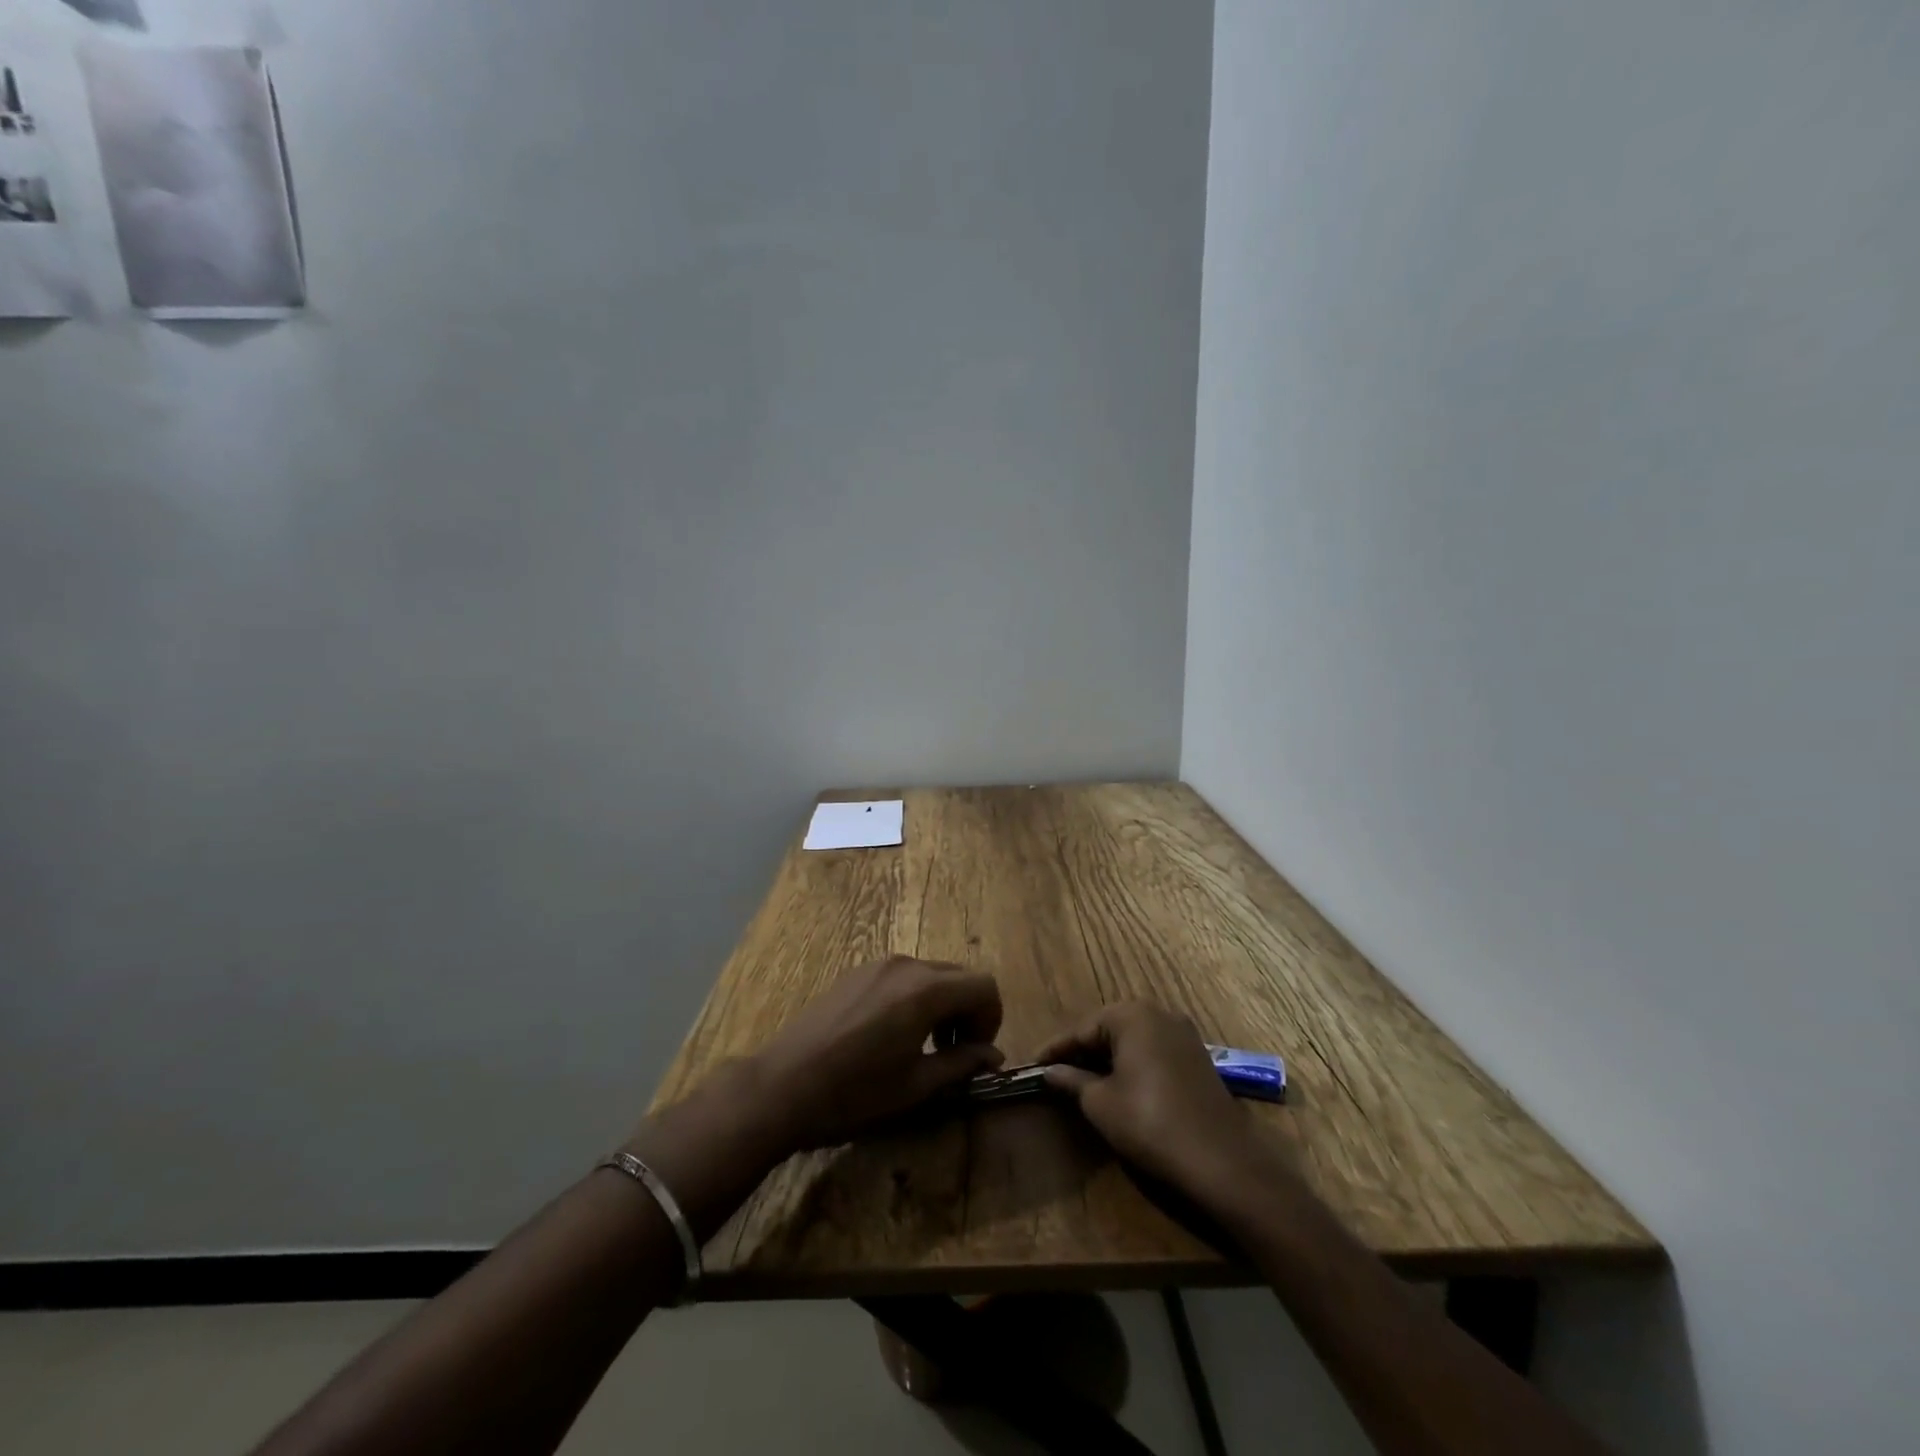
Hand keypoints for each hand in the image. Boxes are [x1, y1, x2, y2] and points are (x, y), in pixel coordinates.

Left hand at [751, 956, 1004, 1151]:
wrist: (783, 1085)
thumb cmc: (855, 1092)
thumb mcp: (916, 1086)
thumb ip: (961, 1064)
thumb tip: (993, 1057)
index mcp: (926, 990)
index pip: (984, 985)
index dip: (991, 1018)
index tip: (977, 1053)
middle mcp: (906, 965)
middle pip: (958, 976)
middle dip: (968, 1011)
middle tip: (955, 1053)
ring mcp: (877, 964)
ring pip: (930, 974)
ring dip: (942, 1004)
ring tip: (925, 1045)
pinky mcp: (855, 972)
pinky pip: (902, 976)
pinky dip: (915, 997)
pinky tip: (892, 1034)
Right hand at [1039, 1002, 1269, 1197]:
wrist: (1221, 1160)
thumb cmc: (1150, 1122)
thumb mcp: (1100, 1102)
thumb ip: (1071, 1080)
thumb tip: (1048, 1071)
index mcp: (1131, 1014)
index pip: (1081, 1029)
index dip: (1055, 1050)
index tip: (1032, 1065)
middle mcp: (1158, 1013)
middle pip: (1107, 1028)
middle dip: (1081, 1051)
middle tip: (1055, 1074)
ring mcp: (1183, 1034)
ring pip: (1131, 1040)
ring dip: (1106, 1058)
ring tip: (1082, 1081)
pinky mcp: (1197, 1056)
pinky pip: (1152, 1051)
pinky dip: (1131, 1064)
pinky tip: (1118, 1086)